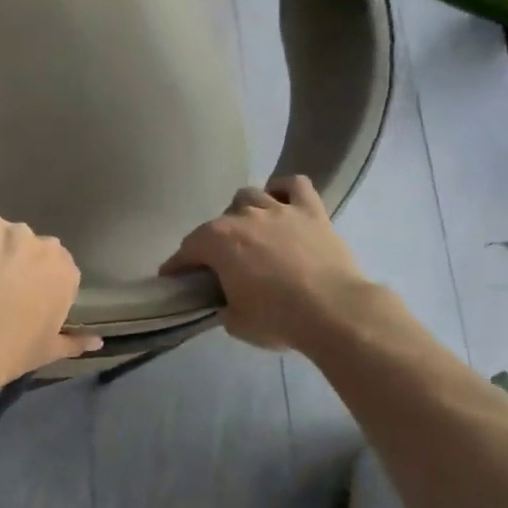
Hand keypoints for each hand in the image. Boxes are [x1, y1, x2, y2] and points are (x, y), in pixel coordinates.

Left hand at [0, 213, 102, 384]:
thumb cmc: (16, 349)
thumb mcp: (50, 350)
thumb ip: (75, 342)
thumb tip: (97, 343)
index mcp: (67, 273)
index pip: (57, 269)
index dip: (35, 282)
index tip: (20, 299)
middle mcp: (45, 246)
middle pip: (29, 247)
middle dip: (14, 261)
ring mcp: (13, 231)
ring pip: (0, 233)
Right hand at [162, 176, 369, 350]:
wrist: (335, 312)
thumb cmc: (277, 319)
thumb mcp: (236, 322)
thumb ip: (223, 305)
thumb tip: (226, 302)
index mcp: (217, 241)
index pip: (187, 250)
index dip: (177, 266)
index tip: (173, 279)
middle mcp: (243, 217)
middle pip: (217, 223)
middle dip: (213, 243)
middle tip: (221, 266)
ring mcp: (278, 209)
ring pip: (249, 197)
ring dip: (243, 214)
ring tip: (250, 233)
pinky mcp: (312, 211)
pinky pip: (294, 185)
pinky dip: (284, 190)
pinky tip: (281, 203)